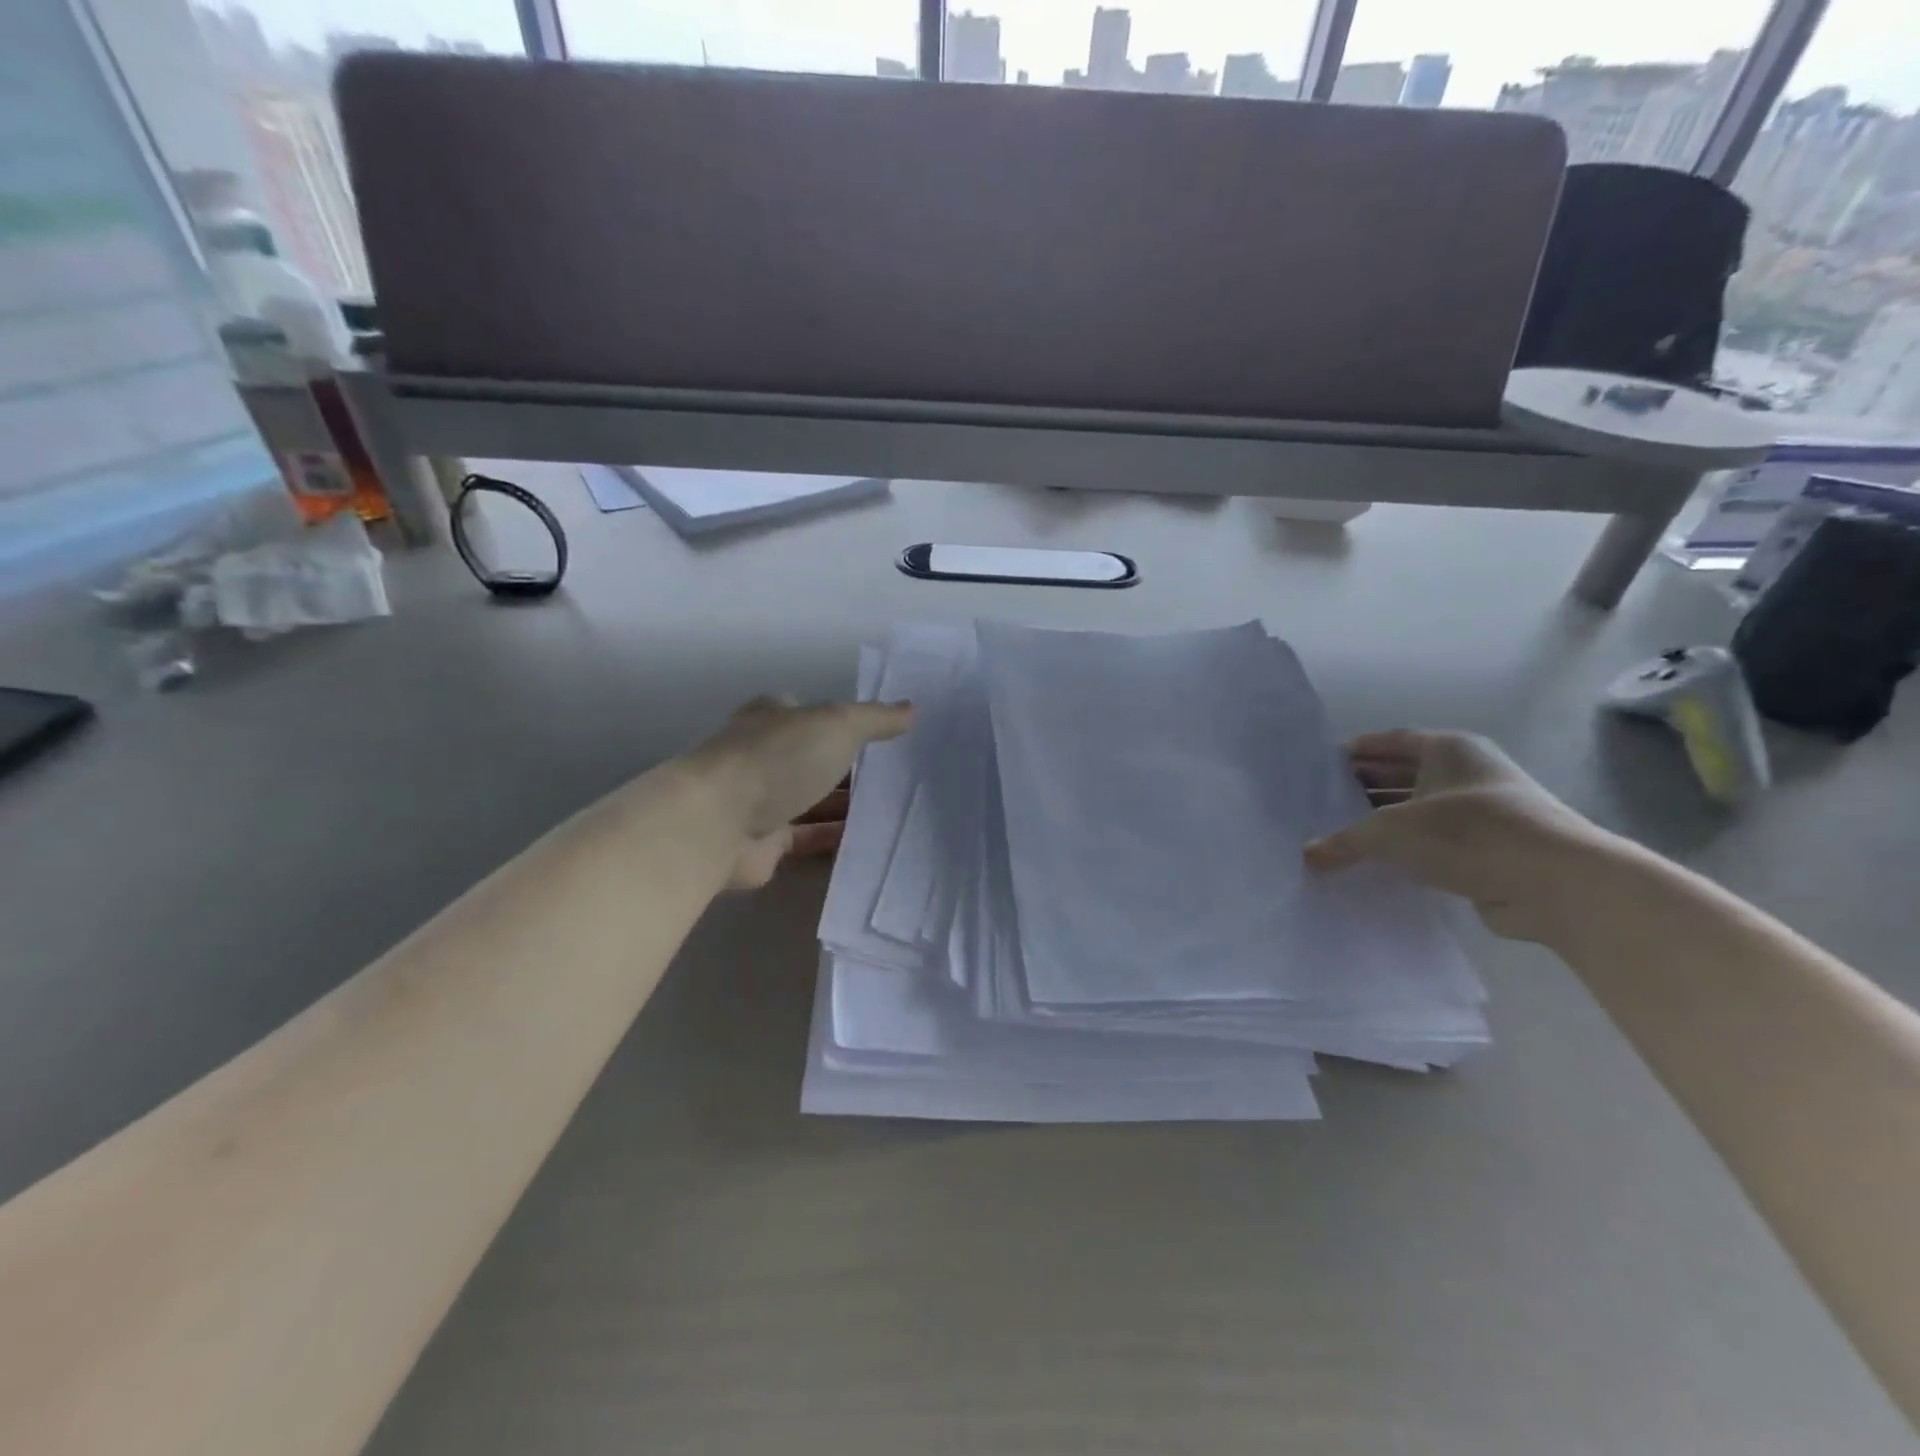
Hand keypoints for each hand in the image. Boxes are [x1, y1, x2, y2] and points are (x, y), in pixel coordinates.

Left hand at [692, 697, 912, 887]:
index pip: (815, 715)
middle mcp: (765, 755)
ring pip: (812, 800)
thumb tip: (914, 709)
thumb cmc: (778, 758)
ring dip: (845, 805)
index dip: (849, 723)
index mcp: (774, 718)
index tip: (888, 737)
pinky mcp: (765, 842)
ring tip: (895, 810)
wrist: (719, 823)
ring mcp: (762, 800)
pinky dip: (835, 838)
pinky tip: (871, 841)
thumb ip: (876, 719)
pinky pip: (808, 838)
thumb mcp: (838, 724)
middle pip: (815, 759)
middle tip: (899, 776)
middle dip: (851, 767)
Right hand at [1304, 730, 1612, 940]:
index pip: (1392, 740)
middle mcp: (1467, 773)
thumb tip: (1307, 854)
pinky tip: (1375, 862)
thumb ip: (1345, 840)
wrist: (1557, 884)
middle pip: (1404, 774)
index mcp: (1449, 749)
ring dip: (1384, 822)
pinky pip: (1434, 843)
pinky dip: (1406, 849)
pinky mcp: (1489, 851)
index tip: (1321, 763)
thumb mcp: (1392, 831)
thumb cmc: (1469, 832)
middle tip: (1322, 801)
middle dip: (1364, 786)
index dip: (1357, 750)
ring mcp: (1481, 812)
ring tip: (1339, 833)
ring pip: (1418, 811)